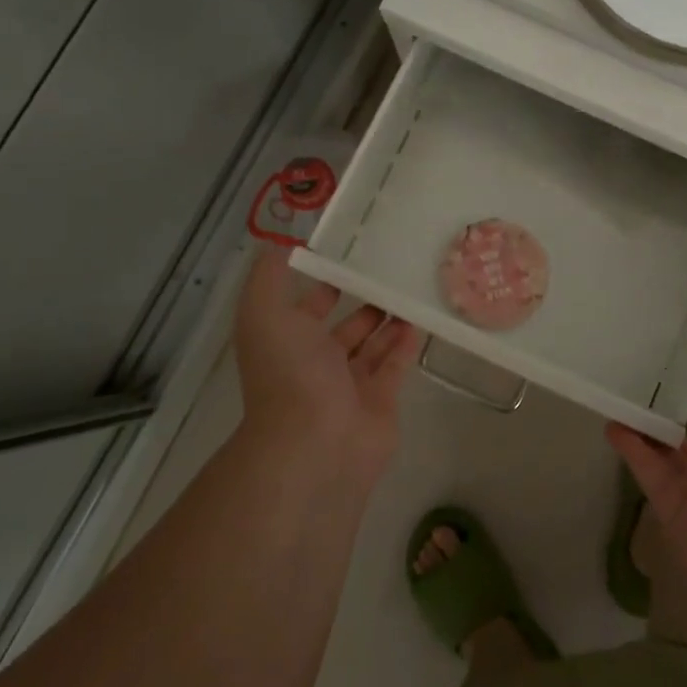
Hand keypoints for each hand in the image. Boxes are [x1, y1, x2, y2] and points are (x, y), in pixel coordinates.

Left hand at [233, 247, 420, 481]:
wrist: (315, 443)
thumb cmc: (289, 374)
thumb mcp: (264, 313)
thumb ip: (268, 277)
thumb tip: (277, 244)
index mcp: (289, 342)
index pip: (308, 307)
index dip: (324, 282)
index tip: (352, 255)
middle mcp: (318, 363)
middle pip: (346, 327)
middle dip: (365, 302)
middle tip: (395, 271)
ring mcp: (351, 384)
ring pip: (374, 345)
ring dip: (391, 320)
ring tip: (414, 289)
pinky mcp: (381, 400)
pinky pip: (397, 365)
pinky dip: (409, 344)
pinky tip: (423, 318)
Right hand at [607, 387, 686, 650]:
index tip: (670, 404)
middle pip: (683, 460)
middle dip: (661, 433)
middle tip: (636, 402)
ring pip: (663, 466)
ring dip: (640, 438)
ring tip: (617, 406)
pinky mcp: (674, 520)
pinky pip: (652, 481)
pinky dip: (632, 454)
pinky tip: (615, 427)